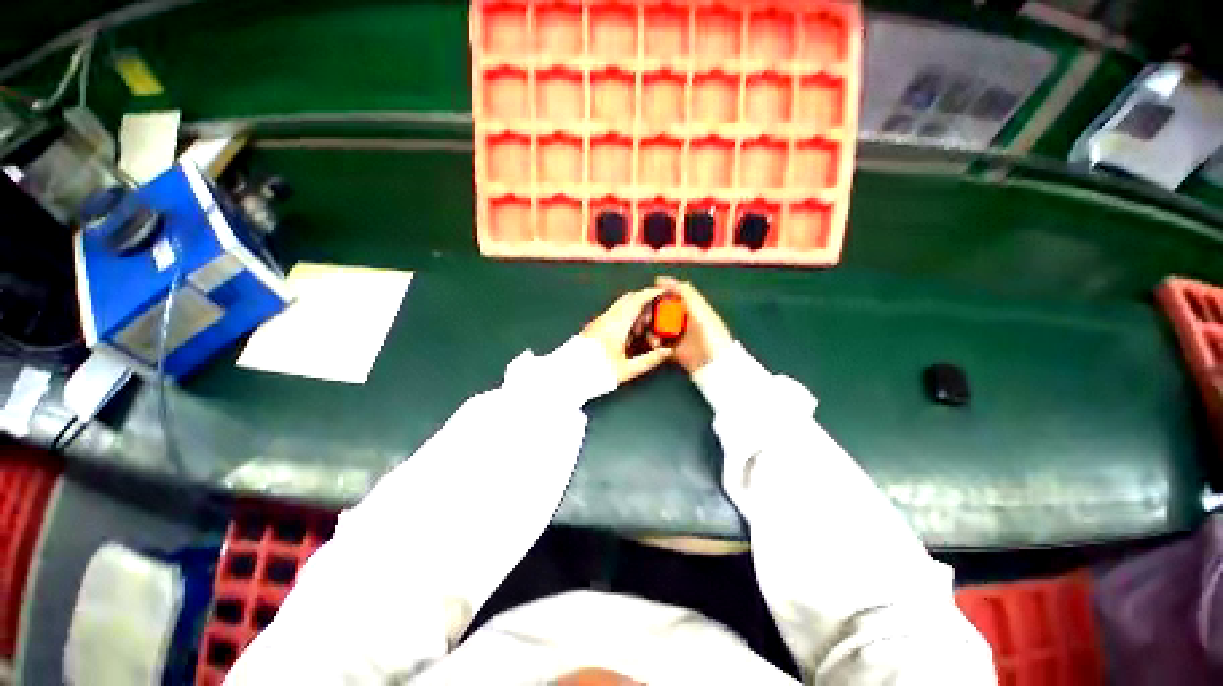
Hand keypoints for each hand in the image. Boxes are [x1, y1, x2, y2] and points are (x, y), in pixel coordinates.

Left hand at [581, 287, 672, 383]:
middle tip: (654, 319)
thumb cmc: (597, 372)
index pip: (637, 300)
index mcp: (616, 324)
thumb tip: (667, 352)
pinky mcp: (594, 327)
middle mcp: (607, 318)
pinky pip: (614, 316)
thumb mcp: (627, 369)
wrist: (568, 376)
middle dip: (645, 304)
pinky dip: (626, 320)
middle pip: (629, 299)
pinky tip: (629, 338)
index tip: (664, 293)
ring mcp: (599, 321)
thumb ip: (649, 360)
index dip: (652, 294)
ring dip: (635, 314)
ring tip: (641, 334)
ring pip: (621, 308)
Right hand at [655, 277, 731, 373]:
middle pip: (663, 310)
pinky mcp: (674, 350)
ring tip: (652, 333)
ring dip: (652, 329)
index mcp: (693, 309)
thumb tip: (674, 281)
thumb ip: (690, 296)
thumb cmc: (713, 337)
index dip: (663, 290)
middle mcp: (683, 320)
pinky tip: (656, 345)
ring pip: (658, 326)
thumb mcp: (702, 314)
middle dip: (652, 312)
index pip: (675, 295)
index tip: (652, 287)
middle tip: (645, 317)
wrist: (715, 366)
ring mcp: (678, 335)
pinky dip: (654, 342)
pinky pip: (659, 343)